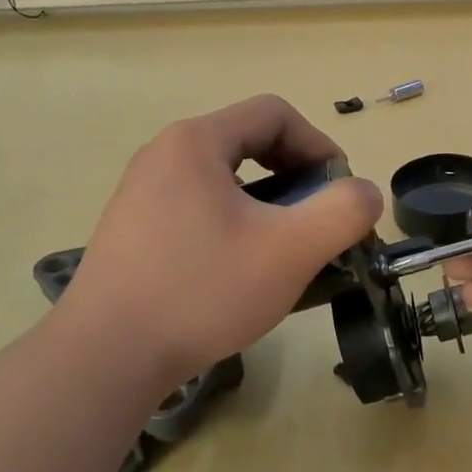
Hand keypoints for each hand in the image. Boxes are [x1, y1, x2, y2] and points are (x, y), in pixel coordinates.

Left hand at [56, 96, 381, 388]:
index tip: (338, 191)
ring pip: (224, 179)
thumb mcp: (291, 251)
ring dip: (268, 203)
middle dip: (296, 175)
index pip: (275, 114)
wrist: (106, 357)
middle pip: (249, 142)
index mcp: (196, 142)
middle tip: (317, 221)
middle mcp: (164, 155)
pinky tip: (242, 270)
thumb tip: (366, 193)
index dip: (319, 144)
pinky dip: (234, 223)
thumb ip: (343, 212)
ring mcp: (142, 193)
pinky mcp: (133, 229)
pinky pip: (198, 207)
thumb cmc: (202, 291)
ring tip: (285, 249)